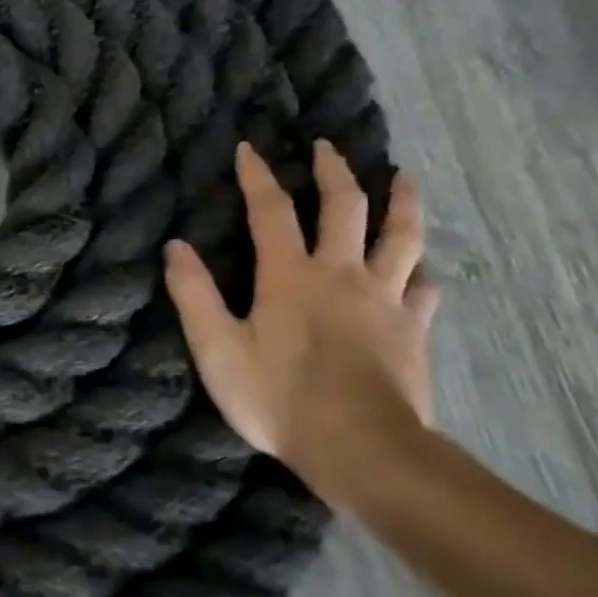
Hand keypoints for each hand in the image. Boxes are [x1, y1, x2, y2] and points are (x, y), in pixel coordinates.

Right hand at [163, 141, 438, 503]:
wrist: (362, 449)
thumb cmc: (278, 397)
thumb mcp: (216, 348)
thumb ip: (194, 294)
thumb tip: (175, 246)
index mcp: (290, 275)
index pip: (271, 211)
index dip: (257, 177)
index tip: (249, 148)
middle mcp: (341, 275)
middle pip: (345, 209)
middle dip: (334, 173)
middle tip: (327, 147)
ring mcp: (384, 302)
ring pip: (401, 239)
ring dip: (401, 204)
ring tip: (404, 178)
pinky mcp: (412, 332)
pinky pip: (422, 290)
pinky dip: (419, 272)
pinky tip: (421, 271)